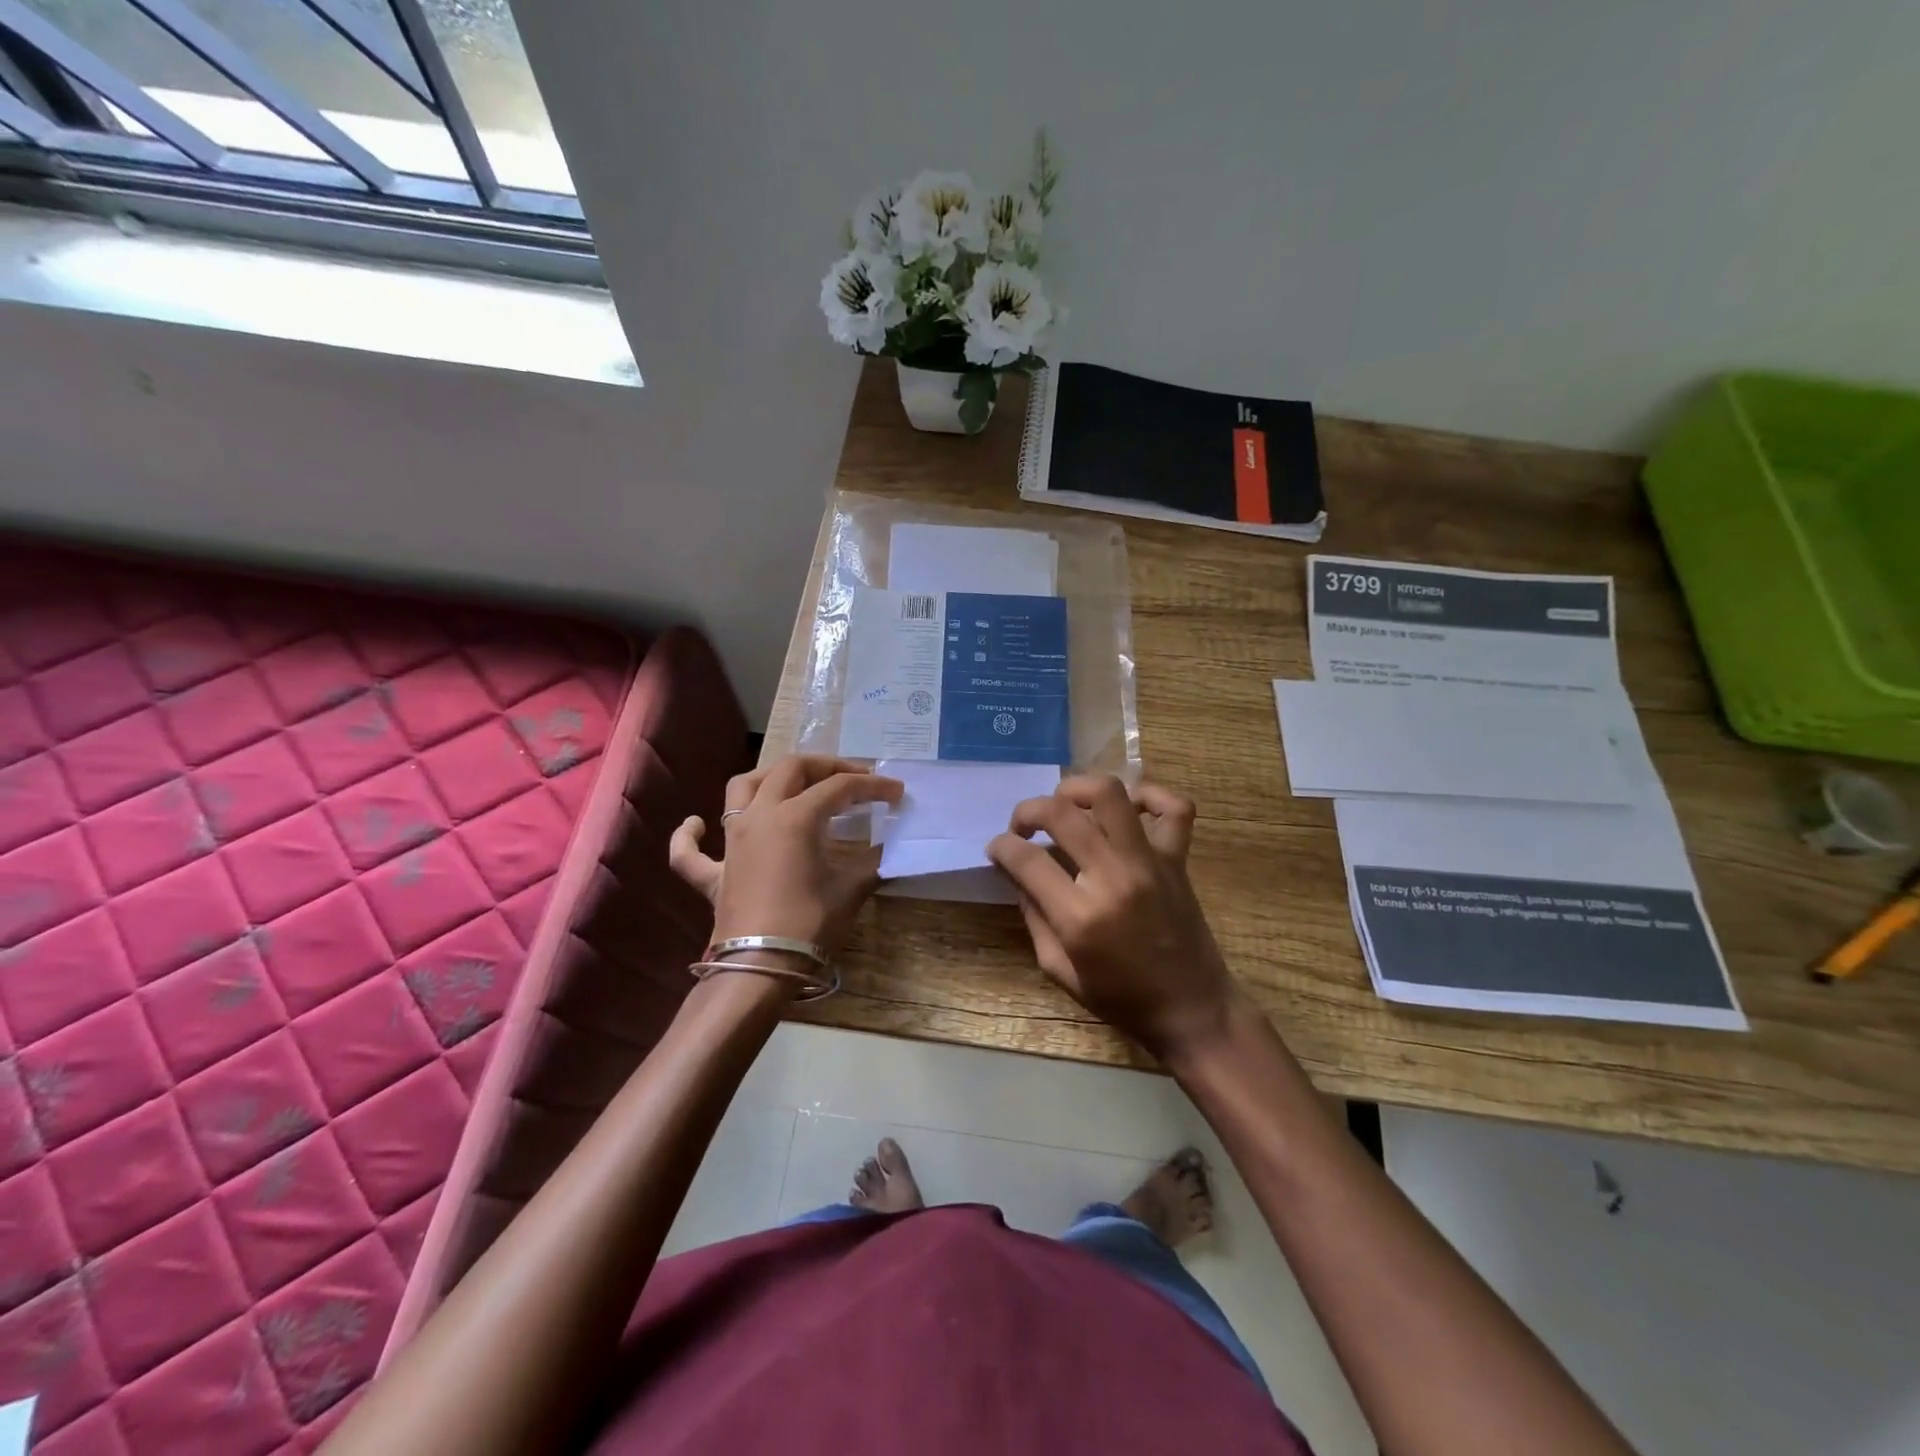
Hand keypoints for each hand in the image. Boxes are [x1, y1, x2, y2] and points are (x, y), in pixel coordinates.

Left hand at [669, 755, 903, 957]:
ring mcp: (731, 842)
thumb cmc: (809, 924)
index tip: (896, 791)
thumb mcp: (850, 889)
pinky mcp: (712, 874)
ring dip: (768, 778)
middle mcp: (759, 816)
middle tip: (853, 778)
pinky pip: (690, 850)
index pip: (840, 788)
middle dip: (825, 766)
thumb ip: (871, 862)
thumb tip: (889, 848)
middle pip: (790, 769)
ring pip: (741, 788)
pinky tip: (696, 825)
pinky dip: (690, 834)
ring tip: (791, 784)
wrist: (761, 968)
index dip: (872, 785)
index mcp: (795, 816)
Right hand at [987, 776, 1239, 1063]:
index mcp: (1080, 916)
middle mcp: (1114, 878)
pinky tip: (1129, 809)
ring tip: (1066, 806)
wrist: (1192, 1010)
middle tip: (1022, 826)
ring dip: (1078, 789)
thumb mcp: (1059, 970)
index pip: (1026, 859)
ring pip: (1111, 794)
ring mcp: (1150, 862)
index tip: (997, 849)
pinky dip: (1150, 797)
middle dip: (1027, 810)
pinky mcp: (1177, 859)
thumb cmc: (1121, 998)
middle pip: (1060, 813)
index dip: (1001, 847)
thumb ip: (1034, 917)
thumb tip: (1019, 873)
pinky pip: (1173, 808)